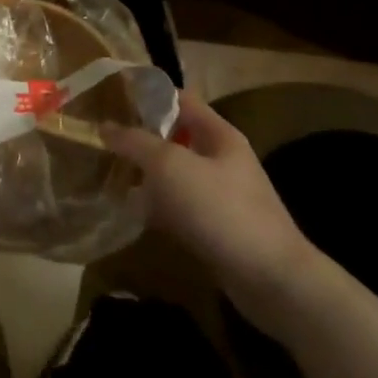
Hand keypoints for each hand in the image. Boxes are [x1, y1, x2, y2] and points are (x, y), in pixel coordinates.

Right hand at [104, 93, 324, 338]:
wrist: (273, 283)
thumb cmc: (221, 210)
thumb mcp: (170, 166)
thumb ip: (136, 142)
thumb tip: (105, 126)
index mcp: (218, 134)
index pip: (179, 99)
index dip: (147, 94)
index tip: (111, 97)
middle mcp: (222, 159)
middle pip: (176, 137)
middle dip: (141, 136)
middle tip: (103, 138)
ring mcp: (222, 196)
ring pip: (176, 174)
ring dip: (147, 174)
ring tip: (109, 172)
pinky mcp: (218, 230)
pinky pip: (181, 207)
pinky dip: (158, 207)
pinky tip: (133, 212)